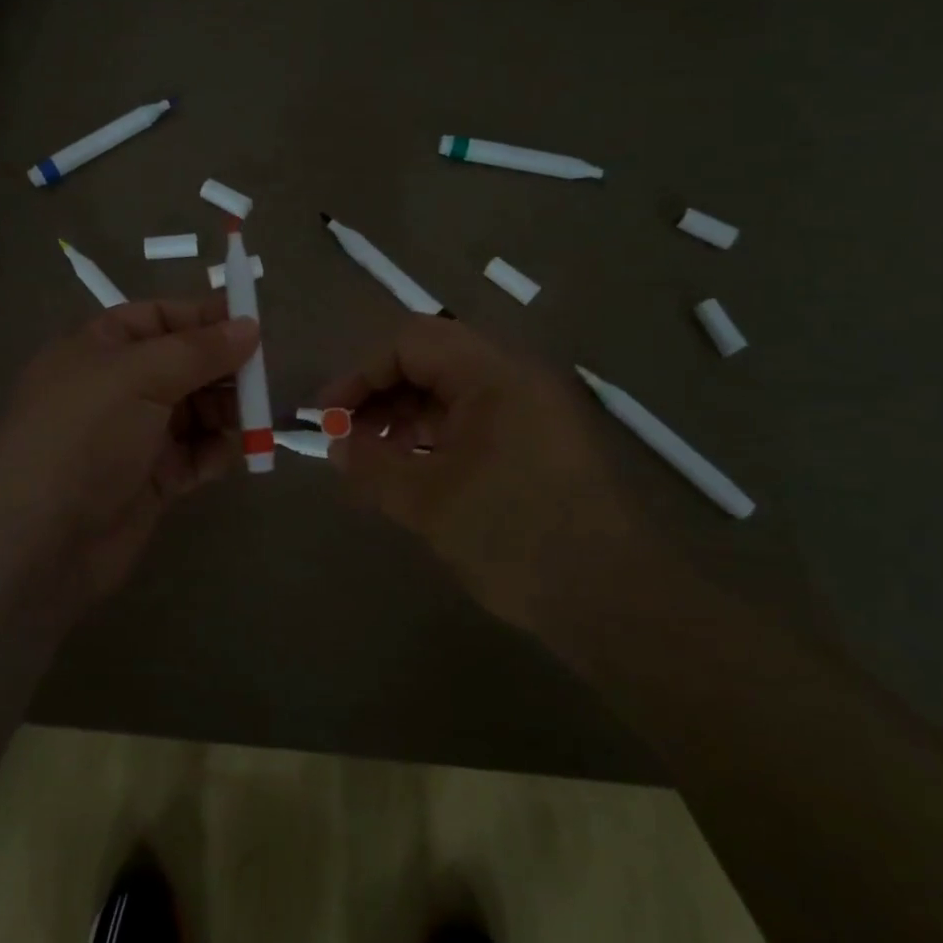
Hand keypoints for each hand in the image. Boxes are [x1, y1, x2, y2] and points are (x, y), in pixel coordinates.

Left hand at [0, 297, 259, 612]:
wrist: (36, 543)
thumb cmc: (83, 437)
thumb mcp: (137, 376)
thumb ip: (198, 350)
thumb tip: (250, 326)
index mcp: (101, 348)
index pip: (160, 318)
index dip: (205, 318)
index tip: (252, 325)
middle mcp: (118, 387)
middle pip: (185, 364)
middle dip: (224, 369)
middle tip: (262, 380)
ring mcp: (135, 436)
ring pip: (196, 410)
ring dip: (227, 412)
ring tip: (254, 420)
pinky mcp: (152, 480)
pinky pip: (196, 454)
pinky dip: (217, 452)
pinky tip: (233, 454)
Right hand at [315, 317, 644, 634]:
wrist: (614, 601)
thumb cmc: (516, 538)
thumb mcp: (429, 502)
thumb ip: (374, 466)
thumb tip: (336, 445)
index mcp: (494, 374)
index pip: (411, 342)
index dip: (361, 374)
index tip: (327, 416)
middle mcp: (516, 377)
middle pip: (431, 360)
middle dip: (381, 394)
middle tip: (348, 439)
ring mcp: (533, 409)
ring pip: (452, 391)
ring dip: (406, 416)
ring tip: (375, 460)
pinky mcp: (540, 441)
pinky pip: (475, 419)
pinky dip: (436, 436)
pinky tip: (414, 472)